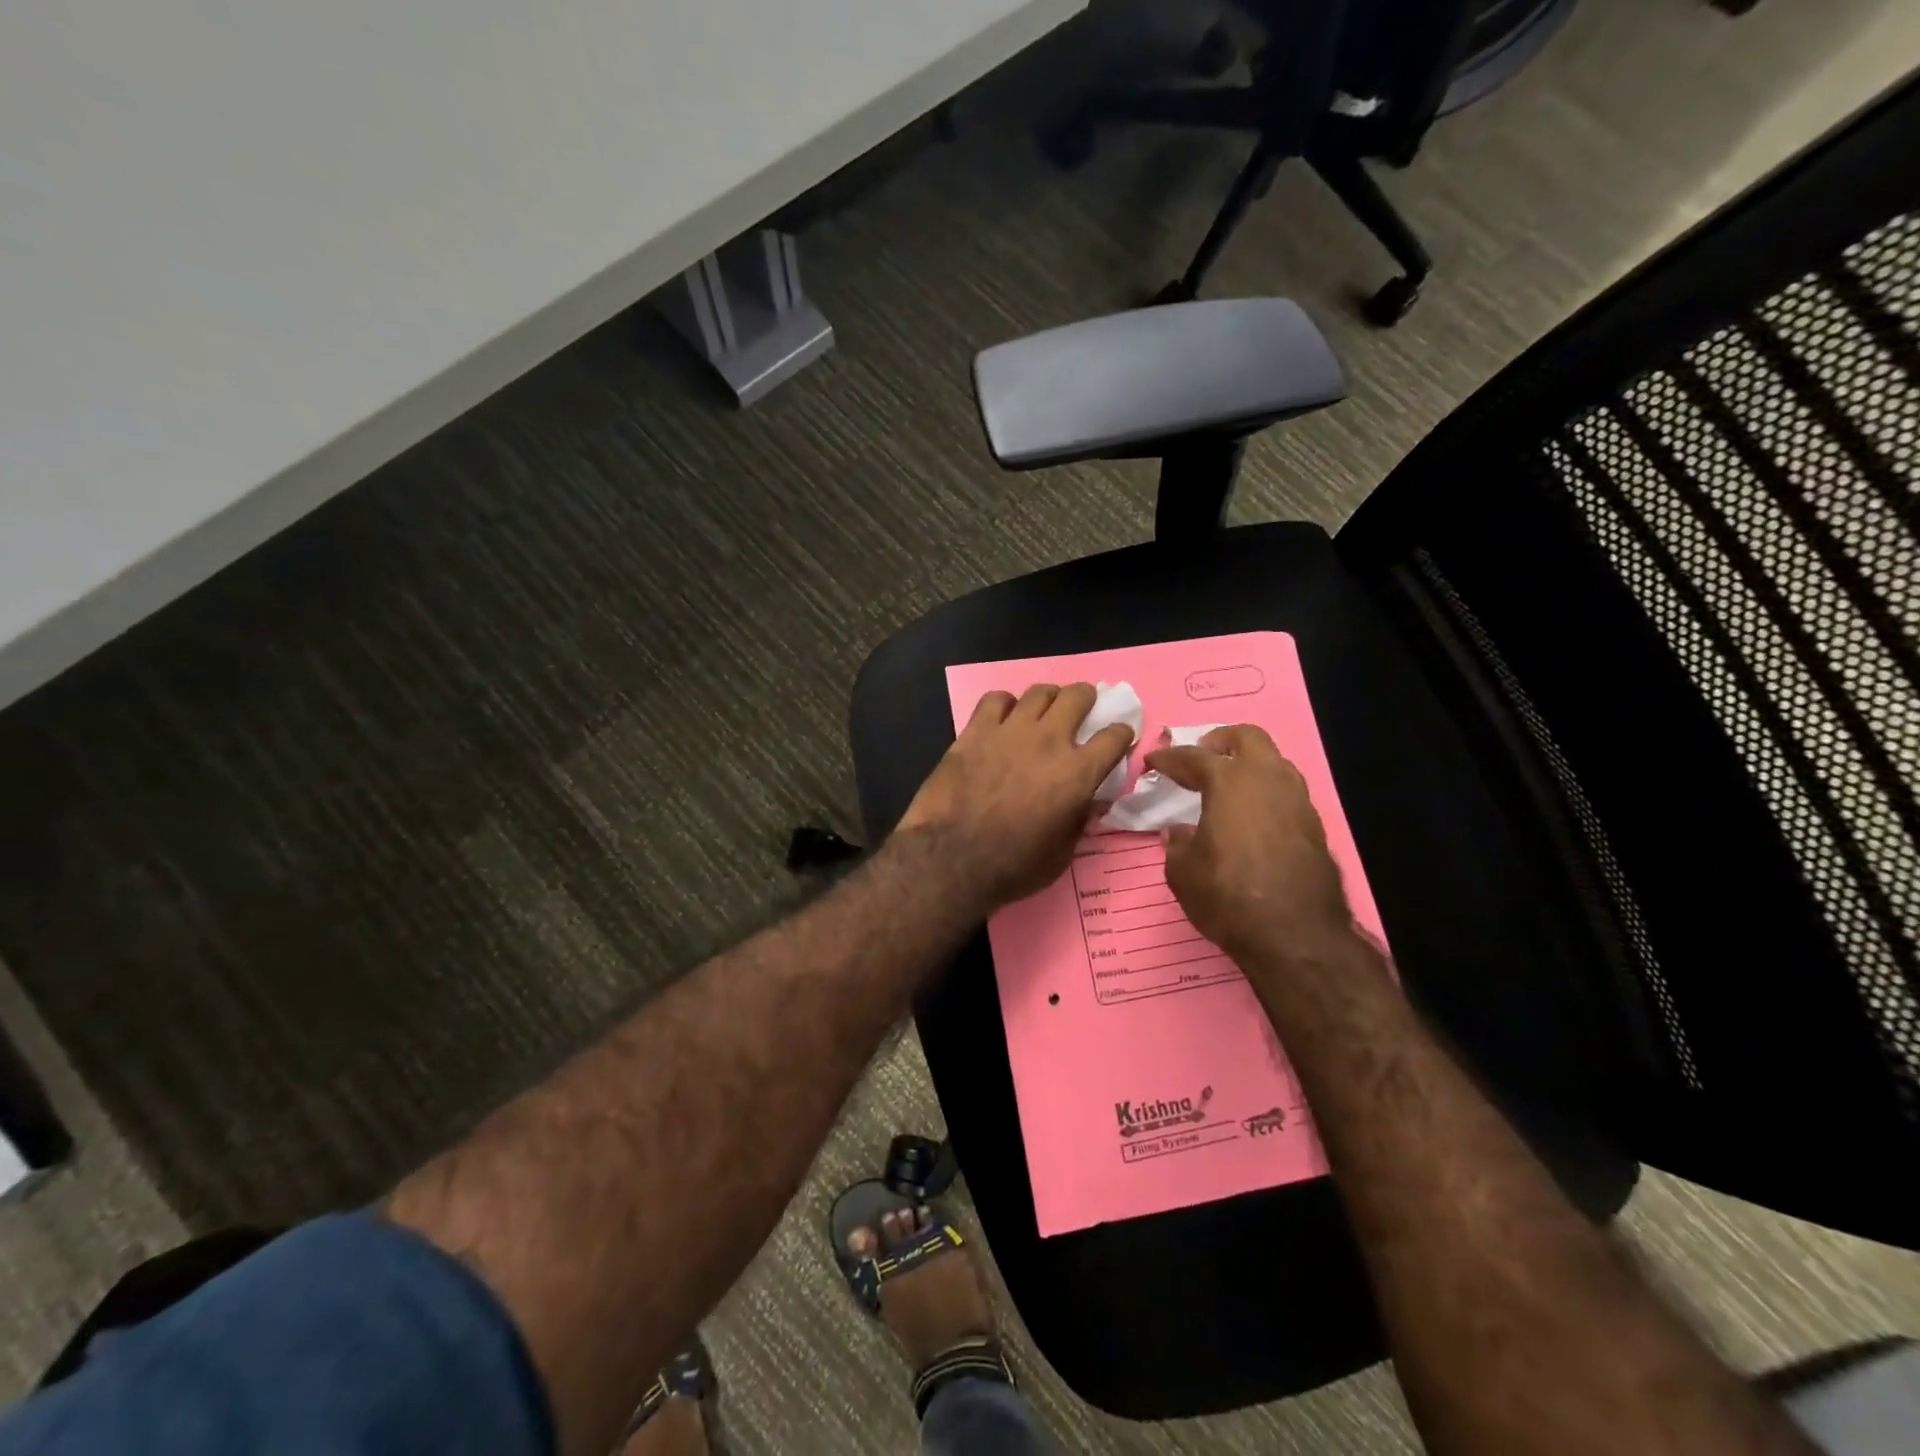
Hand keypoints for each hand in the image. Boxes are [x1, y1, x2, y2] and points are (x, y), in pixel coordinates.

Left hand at [897, 682, 1134, 910]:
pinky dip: (1004, 704)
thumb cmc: (1013, 867)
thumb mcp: (1062, 853)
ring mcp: (1010, 731)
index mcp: (1077, 773)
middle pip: (1078, 696)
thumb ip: (1078, 819)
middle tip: (1083, 707)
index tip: (1118, 738)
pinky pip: (995, 699)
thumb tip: (1086, 801)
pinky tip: (1002, 718)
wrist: (951, 858)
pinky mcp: (975, 730)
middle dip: (1087, 698)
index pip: (1114, 737)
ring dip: (1048, 698)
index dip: (1121, 734)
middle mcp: (1049, 741)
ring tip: (1044, 710)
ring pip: (1039, 692)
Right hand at [1146, 725, 1354, 962]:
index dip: (1169, 757)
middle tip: (1201, 756)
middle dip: (1221, 740)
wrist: (1296, 935)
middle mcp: (1268, 780)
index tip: (1153, 760)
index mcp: (1230, 782)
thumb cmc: (1228, 896)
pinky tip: (1252, 816)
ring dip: (1249, 765)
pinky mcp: (1315, 826)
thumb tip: (1179, 832)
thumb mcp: (1183, 872)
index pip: (1194, 757)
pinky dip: (1266, 792)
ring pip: (1274, 762)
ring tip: (1228, 786)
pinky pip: (1287, 792)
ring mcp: (1297, 801)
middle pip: (1248, 737)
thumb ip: (1178, 845)